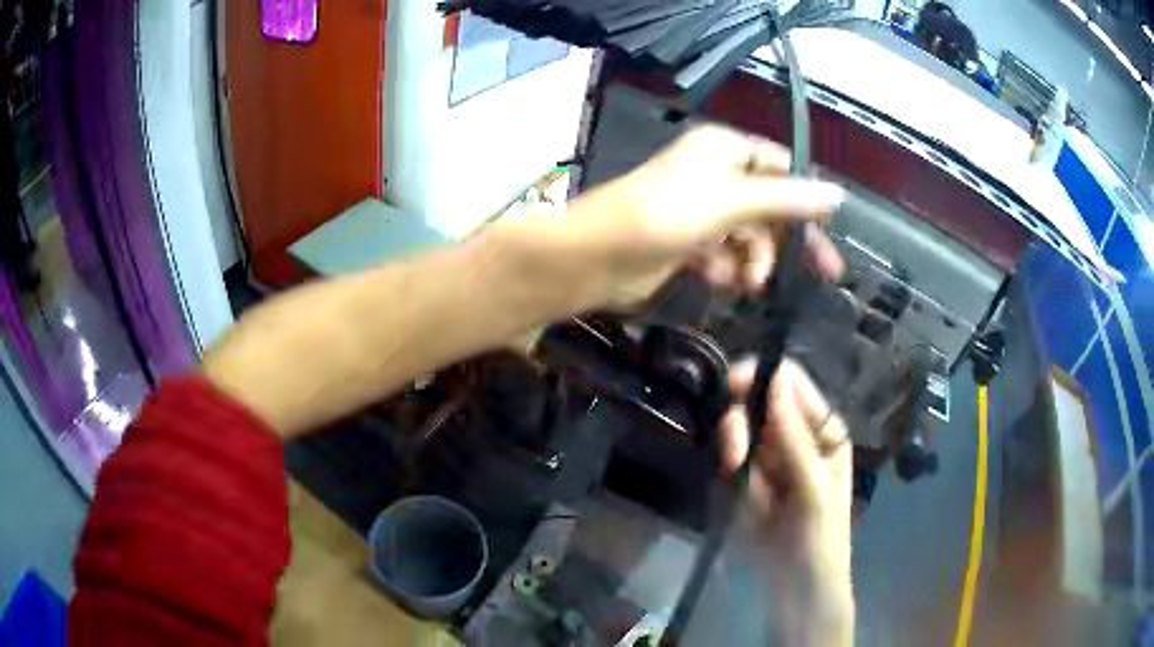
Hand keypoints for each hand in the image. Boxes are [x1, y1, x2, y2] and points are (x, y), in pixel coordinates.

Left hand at [531, 124, 844, 310]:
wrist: (595, 257)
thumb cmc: (664, 216)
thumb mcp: (732, 202)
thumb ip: (786, 200)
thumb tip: (838, 195)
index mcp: (724, 150)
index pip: (780, 167)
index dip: (807, 197)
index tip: (831, 230)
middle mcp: (714, 174)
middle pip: (769, 206)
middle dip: (789, 241)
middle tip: (826, 274)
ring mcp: (699, 210)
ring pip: (747, 236)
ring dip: (754, 261)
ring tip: (749, 283)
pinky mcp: (685, 243)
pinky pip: (722, 255)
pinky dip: (725, 270)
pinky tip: (719, 282)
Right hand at [720, 358, 854, 645]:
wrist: (798, 586)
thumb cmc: (819, 537)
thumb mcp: (812, 487)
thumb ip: (793, 436)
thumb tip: (774, 379)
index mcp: (821, 430)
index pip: (789, 383)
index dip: (760, 377)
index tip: (730, 389)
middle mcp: (794, 435)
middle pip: (756, 402)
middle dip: (739, 423)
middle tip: (732, 457)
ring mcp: (768, 456)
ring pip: (737, 428)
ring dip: (731, 448)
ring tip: (733, 477)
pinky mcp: (746, 478)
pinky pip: (728, 457)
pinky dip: (726, 470)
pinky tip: (733, 491)